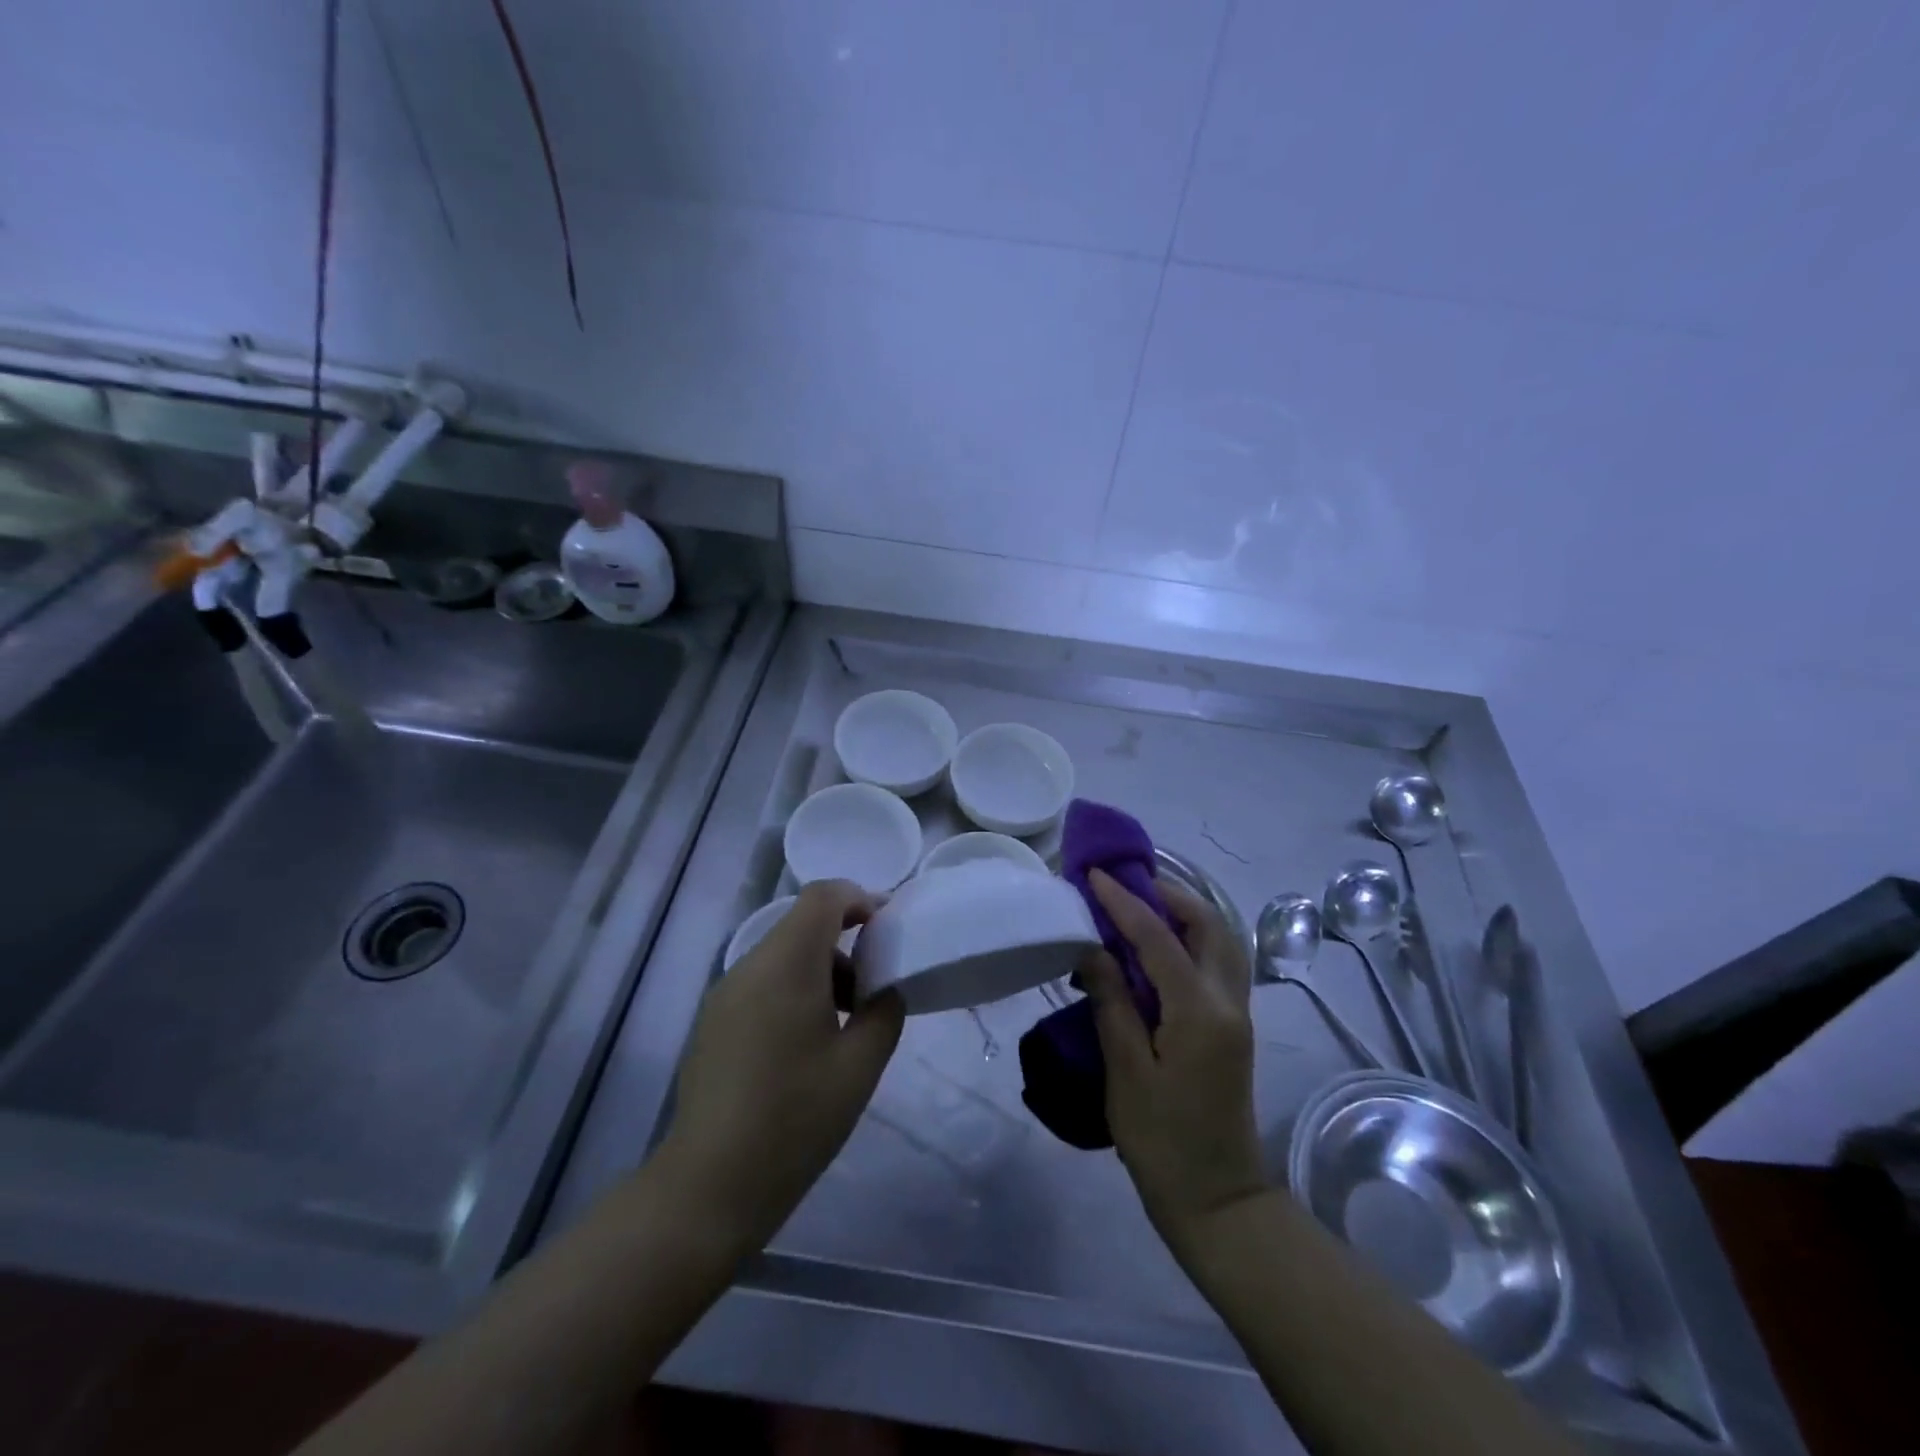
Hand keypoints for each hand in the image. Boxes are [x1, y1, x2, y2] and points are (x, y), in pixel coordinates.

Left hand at [660, 881, 904, 1249]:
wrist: (709, 1185)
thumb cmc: (795, 1118)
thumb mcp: (860, 1065)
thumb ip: (884, 1011)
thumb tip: (884, 989)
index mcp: (786, 964)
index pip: (822, 896)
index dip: (860, 899)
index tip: (887, 930)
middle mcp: (749, 966)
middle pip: (802, 924)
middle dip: (845, 941)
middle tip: (873, 987)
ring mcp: (724, 994)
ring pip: (782, 954)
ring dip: (820, 969)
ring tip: (844, 1022)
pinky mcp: (713, 1022)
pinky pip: (761, 982)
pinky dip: (793, 989)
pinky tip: (806, 1045)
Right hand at [1079, 868, 1263, 1254]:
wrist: (1218, 1201)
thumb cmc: (1162, 1140)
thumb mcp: (1126, 1071)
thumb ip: (1112, 1002)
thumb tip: (1092, 948)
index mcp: (1199, 1012)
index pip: (1159, 937)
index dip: (1124, 902)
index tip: (1095, 874)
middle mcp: (1228, 1002)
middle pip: (1209, 924)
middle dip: (1169, 893)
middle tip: (1125, 883)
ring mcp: (1238, 1013)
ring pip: (1222, 940)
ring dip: (1185, 912)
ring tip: (1140, 905)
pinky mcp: (1234, 1027)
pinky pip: (1218, 961)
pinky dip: (1191, 938)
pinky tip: (1159, 945)